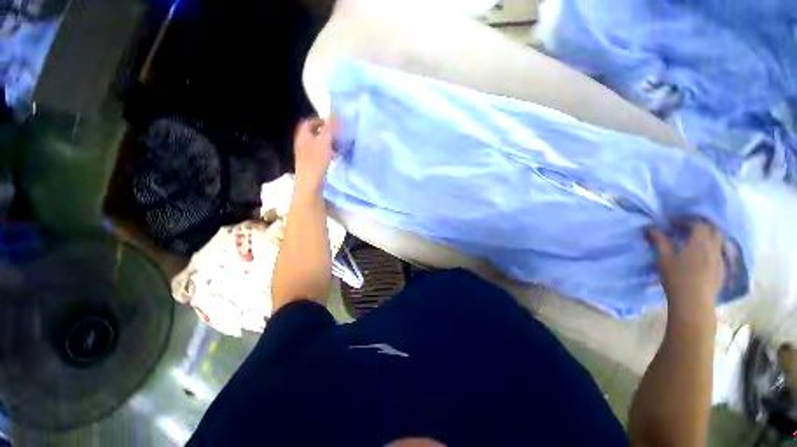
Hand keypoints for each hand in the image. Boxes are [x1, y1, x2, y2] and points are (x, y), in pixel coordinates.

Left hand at [293, 116, 338, 190]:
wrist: (309, 182)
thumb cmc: (316, 160)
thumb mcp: (325, 141)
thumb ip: (330, 127)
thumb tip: (335, 114)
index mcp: (303, 135)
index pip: (309, 122)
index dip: (319, 120)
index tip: (331, 124)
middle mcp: (301, 143)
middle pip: (312, 133)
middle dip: (324, 132)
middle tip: (336, 134)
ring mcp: (304, 154)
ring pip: (316, 144)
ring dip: (326, 142)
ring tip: (336, 146)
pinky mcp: (309, 164)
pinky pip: (317, 153)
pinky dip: (325, 152)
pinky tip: (333, 157)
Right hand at [648, 221, 725, 314]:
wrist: (694, 302)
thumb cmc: (676, 278)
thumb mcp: (664, 259)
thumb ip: (660, 242)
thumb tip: (651, 228)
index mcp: (700, 242)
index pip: (698, 223)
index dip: (686, 220)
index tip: (673, 222)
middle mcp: (714, 247)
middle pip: (713, 229)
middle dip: (701, 225)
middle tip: (686, 228)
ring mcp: (720, 259)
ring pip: (719, 241)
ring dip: (708, 237)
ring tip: (695, 241)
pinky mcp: (722, 269)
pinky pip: (719, 252)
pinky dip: (711, 248)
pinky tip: (702, 256)